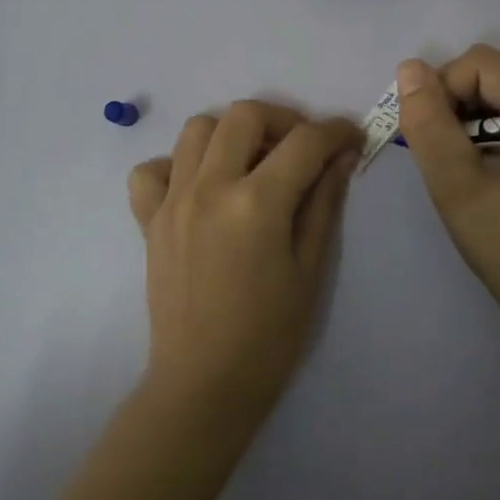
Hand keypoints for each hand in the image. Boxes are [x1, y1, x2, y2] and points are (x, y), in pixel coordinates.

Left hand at [128, 102, 361, 420]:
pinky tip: (200, 187)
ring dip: (232, 133)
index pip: (304, 142)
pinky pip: (151, 170)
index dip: (335, 132)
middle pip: (245, 115)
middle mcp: (209, 187)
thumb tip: (343, 156)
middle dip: (283, 119)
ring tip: (253, 161)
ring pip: (197, 129)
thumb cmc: (269, 335)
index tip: (351, 139)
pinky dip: (176, 165)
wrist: (203, 384)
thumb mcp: (310, 269)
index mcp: (256, 203)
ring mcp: (173, 200)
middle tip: (302, 148)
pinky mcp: (149, 219)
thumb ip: (324, 203)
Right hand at [395, 46, 499, 327]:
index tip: (429, 139)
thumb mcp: (456, 183)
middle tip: (441, 154)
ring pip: (495, 91)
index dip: (442, 92)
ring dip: (464, 118)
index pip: (479, 65)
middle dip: (452, 104)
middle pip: (489, 73)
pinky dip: (482, 129)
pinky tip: (478, 166)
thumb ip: (429, 122)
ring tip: (458, 164)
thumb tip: (408, 67)